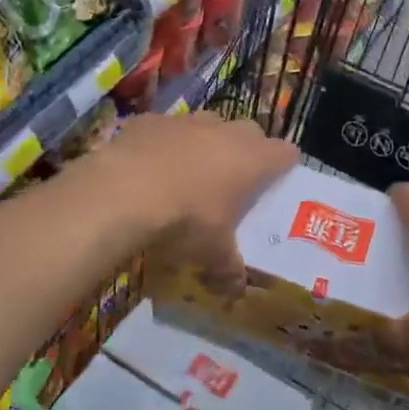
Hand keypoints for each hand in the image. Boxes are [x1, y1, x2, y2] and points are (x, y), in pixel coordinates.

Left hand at [90, 112, 295, 294]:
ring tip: (186, 174)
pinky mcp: (149, 120)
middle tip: (232, 181)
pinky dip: (162, 144)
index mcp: (252, 159)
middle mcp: (224, 130)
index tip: (276, 182)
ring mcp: (185, 120)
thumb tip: (236, 289)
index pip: (285, 153)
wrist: (123, 191)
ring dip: (202, 145)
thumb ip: (229, 268)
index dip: (283, 166)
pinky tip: (147, 168)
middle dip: (244, 151)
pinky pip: (164, 129)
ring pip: (206, 125)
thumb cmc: (184, 220)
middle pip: (248, 132)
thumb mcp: (212, 254)